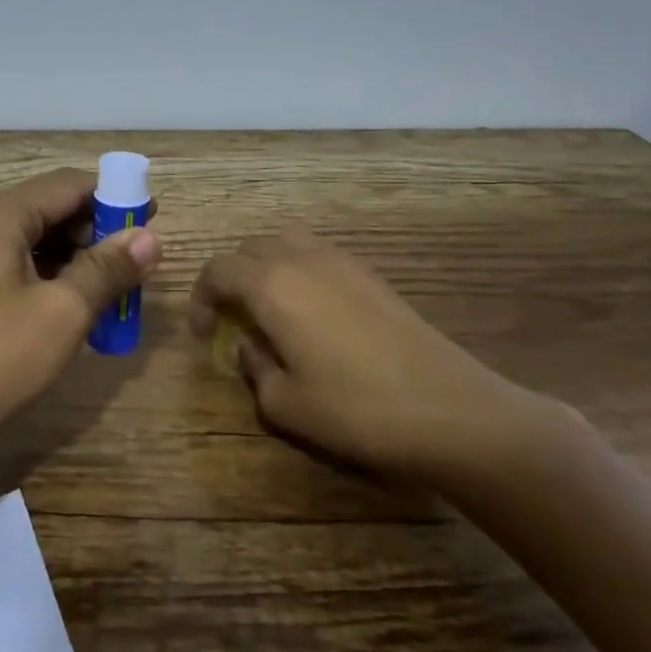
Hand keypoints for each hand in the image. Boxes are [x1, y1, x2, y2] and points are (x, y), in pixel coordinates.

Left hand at [0, 168, 162, 478]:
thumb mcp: (63, 313)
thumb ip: (108, 269)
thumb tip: (150, 237)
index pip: (66, 185)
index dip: (113, 197)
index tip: (150, 217)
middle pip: (43, 209)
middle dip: (91, 231)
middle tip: (132, 262)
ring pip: (23, 239)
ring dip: (67, 257)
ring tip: (106, 288)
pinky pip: (2, 264)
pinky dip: (38, 275)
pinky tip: (65, 305)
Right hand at [189, 226, 560, 488]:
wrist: (450, 409)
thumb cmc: (356, 410)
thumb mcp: (285, 404)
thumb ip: (253, 368)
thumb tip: (248, 347)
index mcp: (271, 286)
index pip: (218, 270)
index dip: (200, 297)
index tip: (204, 333)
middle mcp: (301, 259)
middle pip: (249, 248)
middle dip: (230, 278)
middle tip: (232, 318)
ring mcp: (341, 261)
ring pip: (285, 242)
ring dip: (264, 266)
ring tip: (267, 306)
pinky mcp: (370, 273)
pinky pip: (317, 253)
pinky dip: (297, 268)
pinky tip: (310, 309)